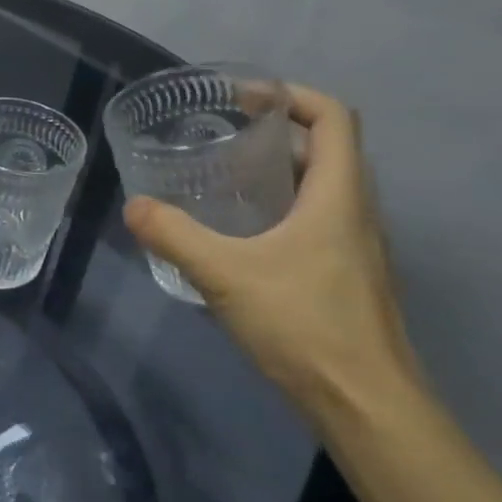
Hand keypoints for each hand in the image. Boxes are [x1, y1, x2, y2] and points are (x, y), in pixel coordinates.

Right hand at [123, 86, 419, 421]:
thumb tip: (134, 207)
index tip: (242, 98)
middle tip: (219, 136)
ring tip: (221, 180)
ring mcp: (356, 247)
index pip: (332, 118)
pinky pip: (315, 221)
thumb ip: (175, 236)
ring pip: (321, 188)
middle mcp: (356, 212)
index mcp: (338, 196)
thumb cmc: (305, 326)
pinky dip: (280, 210)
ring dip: (277, 173)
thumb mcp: (226, 276)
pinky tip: (239, 237)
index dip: (291, 95)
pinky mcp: (346, 277)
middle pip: (326, 149)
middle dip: (274, 132)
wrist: (367, 406)